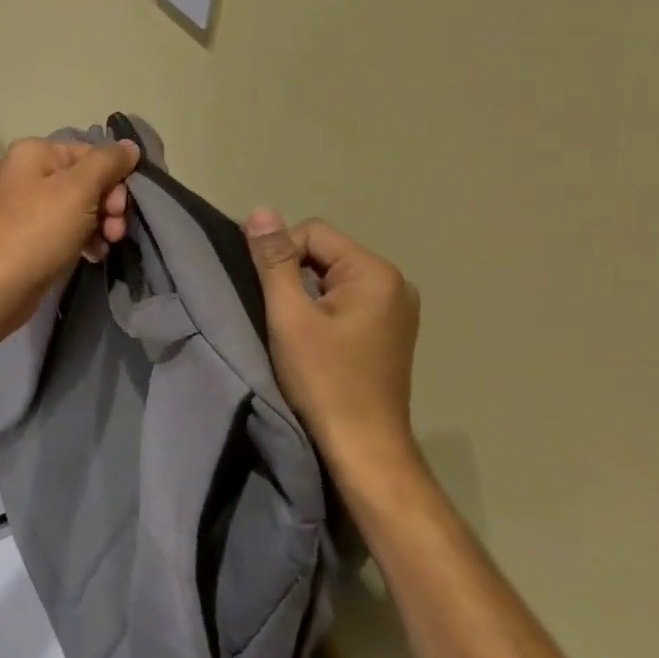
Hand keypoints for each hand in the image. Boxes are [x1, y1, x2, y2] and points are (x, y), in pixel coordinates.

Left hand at [0, 136, 139, 335]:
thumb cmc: (38, 231)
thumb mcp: (79, 190)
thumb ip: (108, 163)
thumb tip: (130, 146)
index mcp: (35, 152)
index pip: (91, 153)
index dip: (114, 177)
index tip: (121, 207)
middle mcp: (28, 172)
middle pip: (87, 179)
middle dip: (109, 204)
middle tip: (115, 229)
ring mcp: (27, 205)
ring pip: (80, 206)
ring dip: (101, 224)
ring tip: (107, 244)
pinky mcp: (30, 235)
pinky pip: (67, 228)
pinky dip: (84, 239)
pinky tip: (93, 255)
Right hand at [244, 211, 421, 483]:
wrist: (363, 446)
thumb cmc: (324, 378)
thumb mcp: (289, 314)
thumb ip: (274, 259)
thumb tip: (260, 211)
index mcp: (375, 272)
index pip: (312, 233)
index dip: (282, 258)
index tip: (273, 299)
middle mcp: (395, 282)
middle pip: (324, 252)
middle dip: (295, 276)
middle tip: (284, 318)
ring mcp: (397, 308)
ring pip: (332, 277)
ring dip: (307, 296)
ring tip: (298, 332)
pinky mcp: (391, 330)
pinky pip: (347, 299)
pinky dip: (324, 311)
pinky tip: (317, 342)